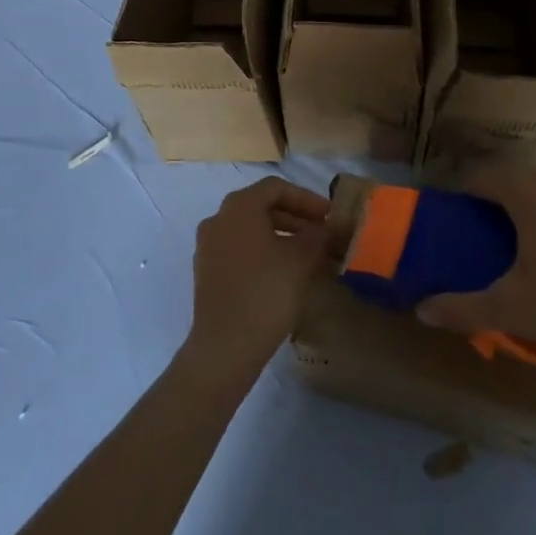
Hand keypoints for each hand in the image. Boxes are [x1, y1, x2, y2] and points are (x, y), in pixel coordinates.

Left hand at [183, 177, 331, 381]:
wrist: (225, 346)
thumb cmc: (266, 293)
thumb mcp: (301, 259)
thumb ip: (317, 235)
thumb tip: (327, 226)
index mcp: (238, 207)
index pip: (276, 188)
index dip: (306, 198)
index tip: (329, 215)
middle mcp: (218, 219)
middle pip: (261, 206)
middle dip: (294, 216)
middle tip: (321, 232)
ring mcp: (207, 246)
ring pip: (249, 228)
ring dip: (280, 234)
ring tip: (306, 253)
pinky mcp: (206, 272)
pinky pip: (238, 249)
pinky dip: (262, 251)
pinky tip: (282, 271)